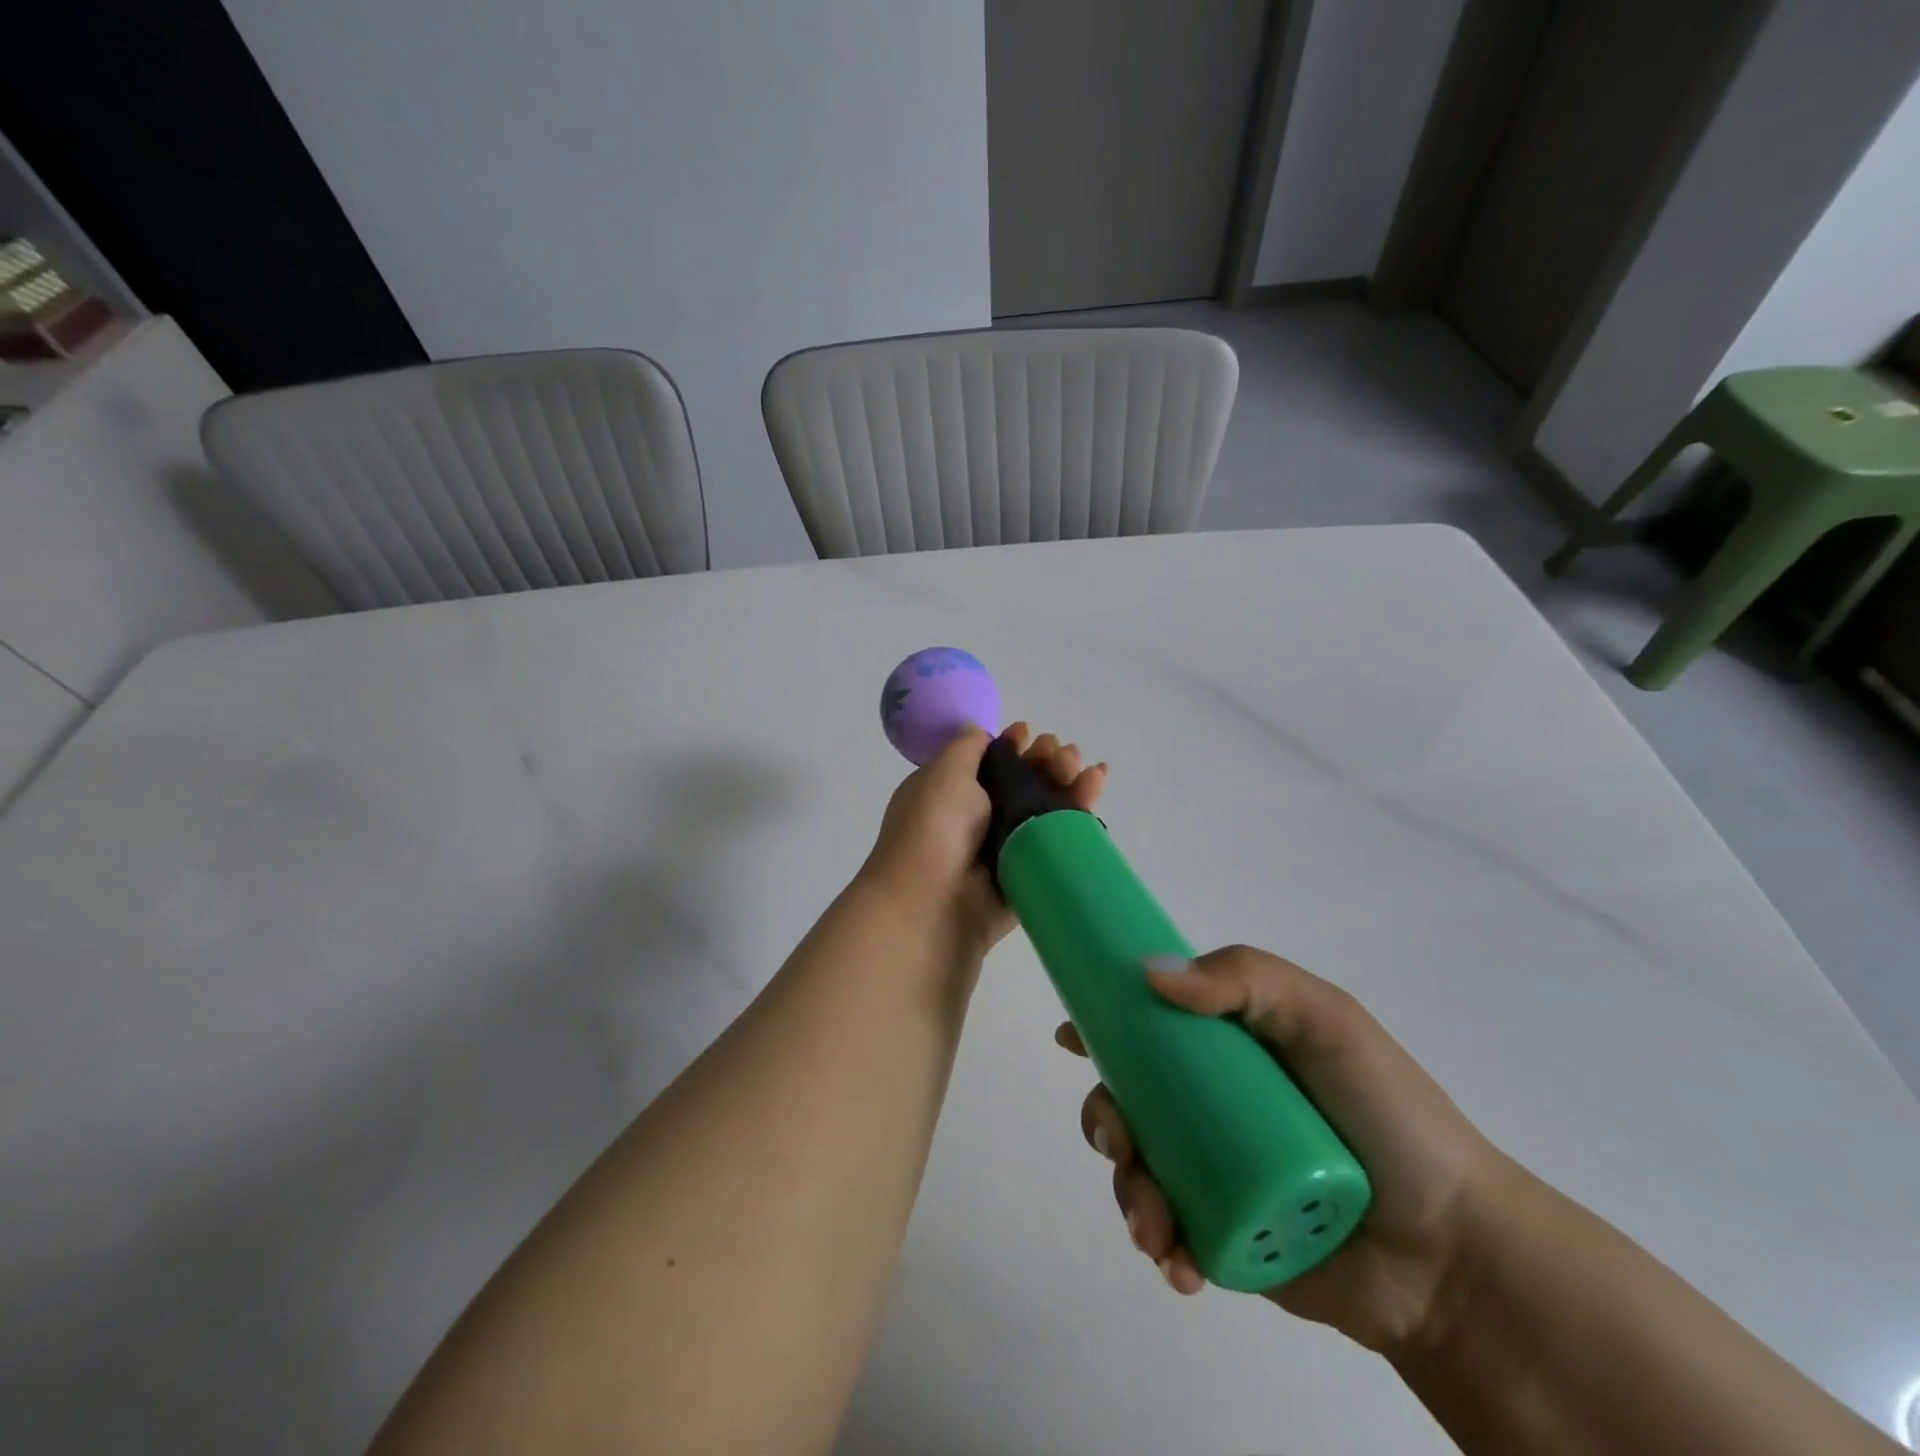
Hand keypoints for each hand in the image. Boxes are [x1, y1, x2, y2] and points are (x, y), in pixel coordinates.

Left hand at [860, 723, 1106, 959]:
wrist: (933, 901)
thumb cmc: (933, 827)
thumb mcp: (943, 772)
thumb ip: (966, 747)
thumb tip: (980, 732)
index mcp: (951, 792)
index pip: (989, 762)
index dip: (1012, 744)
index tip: (1029, 733)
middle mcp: (978, 818)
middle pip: (1023, 781)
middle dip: (1045, 760)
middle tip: (1062, 753)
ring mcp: (1006, 846)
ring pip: (1045, 807)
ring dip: (1067, 780)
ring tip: (1085, 766)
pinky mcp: (1031, 871)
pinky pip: (1059, 837)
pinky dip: (1079, 812)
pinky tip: (1095, 784)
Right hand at [1059, 945, 1504, 1355]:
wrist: (1452, 1253)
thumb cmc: (1386, 1114)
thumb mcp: (1325, 1019)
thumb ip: (1245, 978)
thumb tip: (1147, 975)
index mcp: (1228, 1047)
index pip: (1150, 1023)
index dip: (1103, 1022)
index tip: (1072, 1034)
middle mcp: (1210, 1102)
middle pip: (1128, 1096)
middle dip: (1104, 1118)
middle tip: (1119, 1142)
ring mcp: (1213, 1169)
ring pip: (1136, 1166)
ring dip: (1126, 1189)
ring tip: (1155, 1223)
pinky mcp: (1222, 1236)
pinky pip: (1166, 1231)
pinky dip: (1157, 1243)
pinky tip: (1177, 1261)